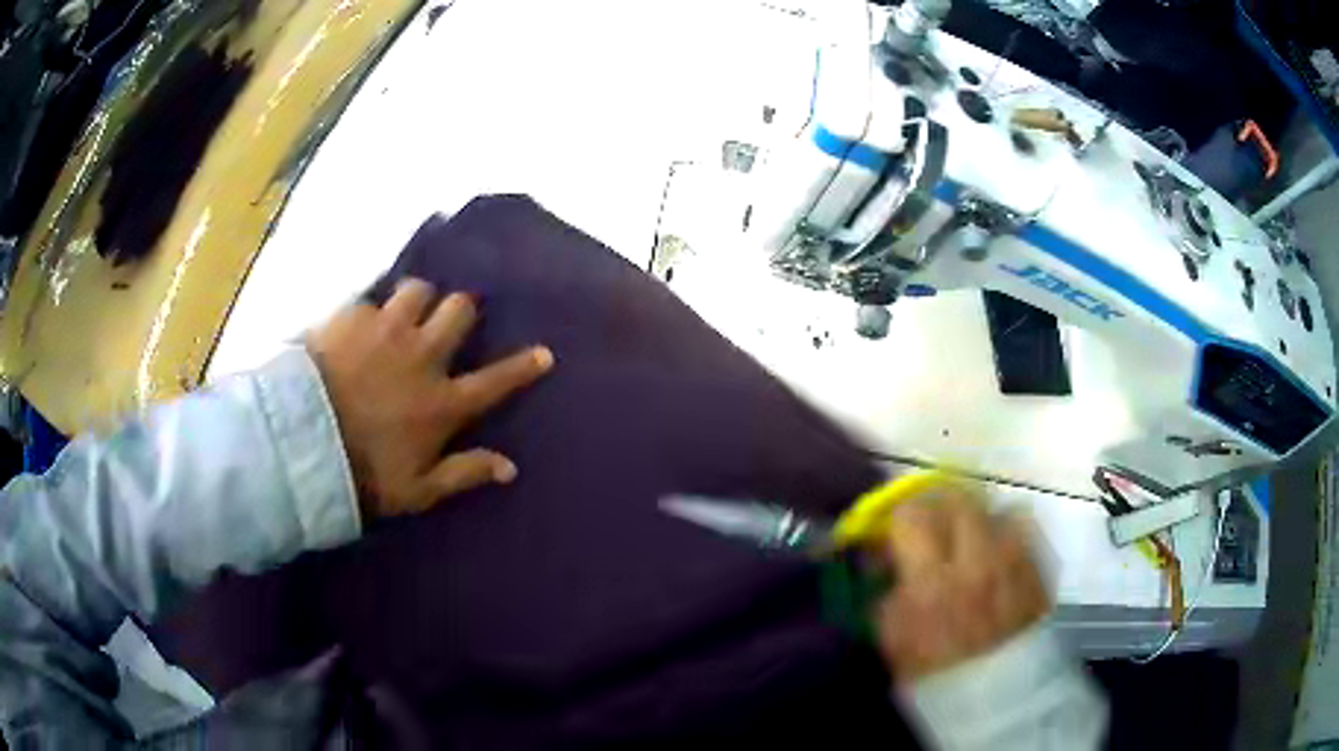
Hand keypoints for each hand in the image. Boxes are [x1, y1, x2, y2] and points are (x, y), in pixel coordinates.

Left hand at [307, 279, 553, 519]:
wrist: (302, 442)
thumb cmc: (363, 473)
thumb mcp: (418, 489)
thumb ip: (464, 473)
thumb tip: (510, 468)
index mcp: (442, 403)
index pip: (496, 381)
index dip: (523, 367)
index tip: (544, 353)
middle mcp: (423, 357)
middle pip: (459, 311)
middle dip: (460, 311)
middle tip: (448, 322)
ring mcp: (387, 330)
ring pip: (418, 290)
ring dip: (416, 300)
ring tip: (402, 314)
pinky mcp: (352, 317)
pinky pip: (371, 299)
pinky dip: (370, 311)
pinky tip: (358, 324)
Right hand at [873, 488, 1047, 680]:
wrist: (991, 700)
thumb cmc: (933, 673)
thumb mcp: (890, 639)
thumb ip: (882, 591)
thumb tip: (880, 555)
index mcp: (933, 582)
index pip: (913, 515)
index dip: (901, 517)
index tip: (899, 534)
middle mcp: (978, 564)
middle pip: (961, 501)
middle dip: (943, 509)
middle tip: (937, 528)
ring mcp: (1016, 566)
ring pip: (1000, 511)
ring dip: (984, 522)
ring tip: (976, 543)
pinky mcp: (1041, 573)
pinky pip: (1029, 532)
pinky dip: (1013, 537)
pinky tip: (1003, 558)